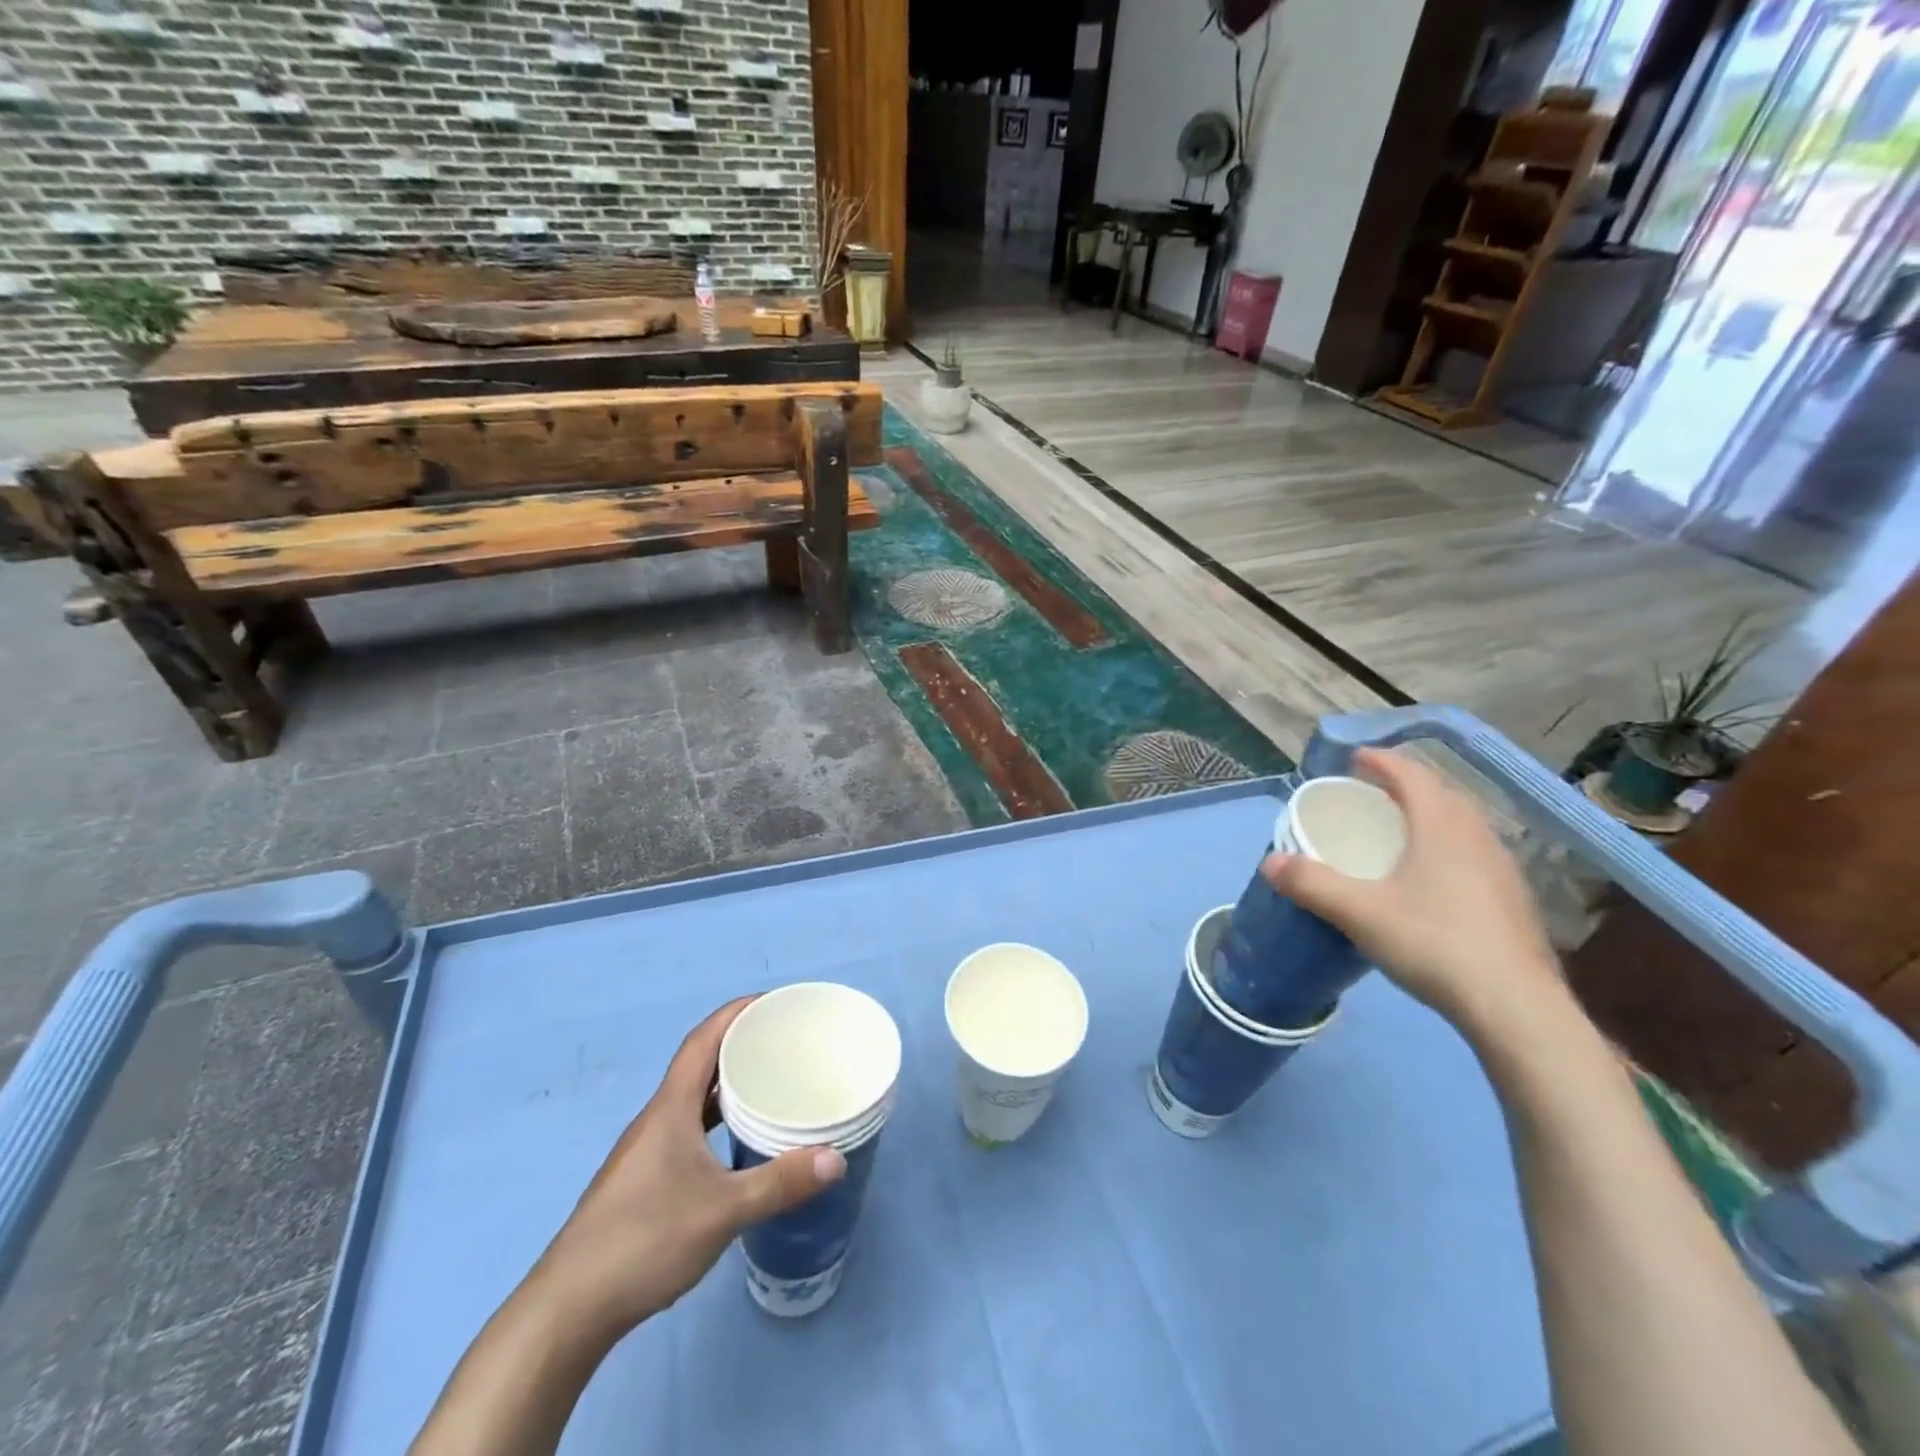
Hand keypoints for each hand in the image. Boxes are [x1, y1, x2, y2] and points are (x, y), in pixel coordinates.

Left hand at [530, 997, 846, 1341]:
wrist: (567, 1310)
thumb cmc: (644, 1241)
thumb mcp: (722, 1212)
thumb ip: (779, 1183)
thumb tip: (836, 1160)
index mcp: (670, 1108)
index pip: (702, 1040)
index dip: (735, 1013)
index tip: (772, 1002)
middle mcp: (656, 1118)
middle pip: (699, 1063)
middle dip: (739, 1043)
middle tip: (784, 1041)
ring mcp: (646, 1149)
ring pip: (692, 1098)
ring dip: (726, 1082)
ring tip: (768, 1082)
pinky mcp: (643, 1178)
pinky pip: (687, 1126)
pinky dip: (715, 1117)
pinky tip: (736, 1140)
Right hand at [1260, 748, 1566, 1041]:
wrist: (1515, 1007)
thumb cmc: (1434, 944)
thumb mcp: (1360, 913)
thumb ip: (1311, 884)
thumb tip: (1270, 862)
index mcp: (1442, 826)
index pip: (1411, 775)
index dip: (1381, 761)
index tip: (1353, 759)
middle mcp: (1477, 836)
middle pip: (1439, 794)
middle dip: (1402, 786)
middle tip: (1368, 795)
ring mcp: (1502, 868)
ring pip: (1460, 824)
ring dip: (1426, 816)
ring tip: (1396, 831)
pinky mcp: (1512, 899)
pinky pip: (1471, 852)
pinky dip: (1444, 846)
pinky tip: (1429, 878)